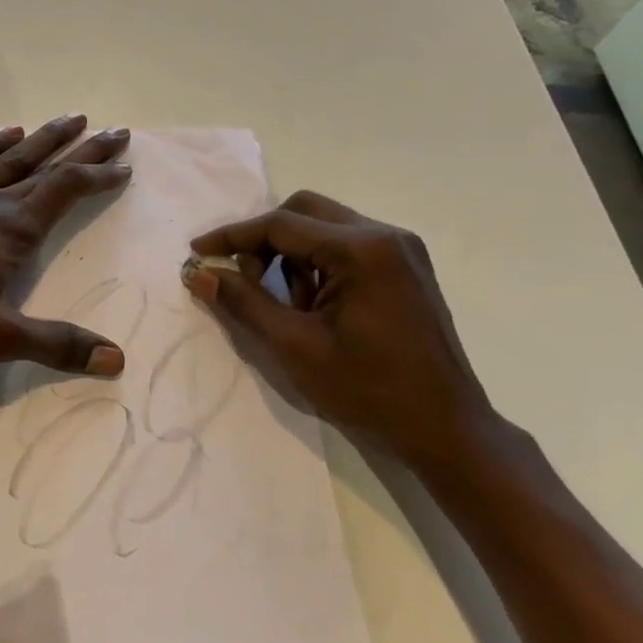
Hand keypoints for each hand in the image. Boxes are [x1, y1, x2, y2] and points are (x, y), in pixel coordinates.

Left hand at [0, 115, 133, 375]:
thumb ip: (57, 344)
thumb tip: (117, 359)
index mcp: (12, 229)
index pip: (66, 191)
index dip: (98, 176)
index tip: (124, 166)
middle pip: (45, 167)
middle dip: (82, 149)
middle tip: (114, 130)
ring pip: (7, 158)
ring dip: (41, 139)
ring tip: (66, 119)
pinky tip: (1, 135)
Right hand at [183, 191, 496, 472]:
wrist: (446, 430)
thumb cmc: (369, 391)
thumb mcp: (295, 347)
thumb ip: (244, 302)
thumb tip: (199, 273)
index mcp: (362, 249)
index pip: (281, 224)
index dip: (232, 236)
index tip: (197, 251)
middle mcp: (385, 235)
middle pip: (304, 212)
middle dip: (263, 240)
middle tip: (241, 277)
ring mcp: (401, 250)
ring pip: (324, 227)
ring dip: (290, 254)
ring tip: (283, 303)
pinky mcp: (405, 267)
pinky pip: (346, 246)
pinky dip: (317, 264)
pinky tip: (312, 305)